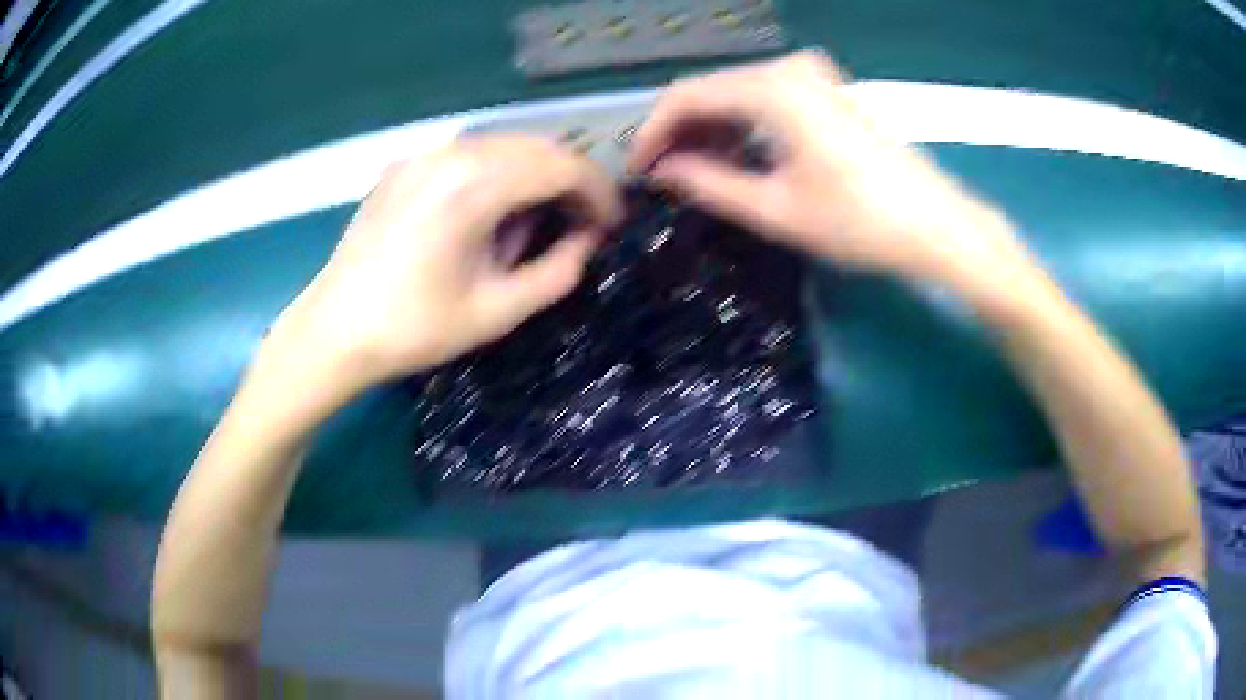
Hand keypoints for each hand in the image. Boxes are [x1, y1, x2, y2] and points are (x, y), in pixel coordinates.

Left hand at [267, 135, 622, 397]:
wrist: (335, 329)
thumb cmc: (415, 328)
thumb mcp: (497, 311)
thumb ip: (557, 271)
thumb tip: (586, 240)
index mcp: (474, 187)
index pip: (562, 165)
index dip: (598, 192)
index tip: (611, 224)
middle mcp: (451, 154)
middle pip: (537, 146)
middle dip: (570, 180)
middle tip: (582, 223)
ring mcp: (424, 155)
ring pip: (505, 145)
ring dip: (535, 175)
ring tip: (540, 220)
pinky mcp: (406, 165)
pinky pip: (470, 153)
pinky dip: (499, 173)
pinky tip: (493, 211)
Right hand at [629, 51, 1032, 292]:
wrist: (937, 225)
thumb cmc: (860, 222)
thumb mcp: (776, 209)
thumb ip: (710, 184)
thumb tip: (663, 172)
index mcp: (773, 89)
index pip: (687, 96)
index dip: (653, 132)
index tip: (637, 169)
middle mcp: (788, 68)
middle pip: (711, 89)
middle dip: (679, 131)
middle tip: (661, 177)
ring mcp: (812, 76)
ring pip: (737, 93)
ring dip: (710, 129)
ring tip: (691, 173)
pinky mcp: (827, 91)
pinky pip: (766, 98)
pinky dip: (743, 124)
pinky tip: (734, 156)